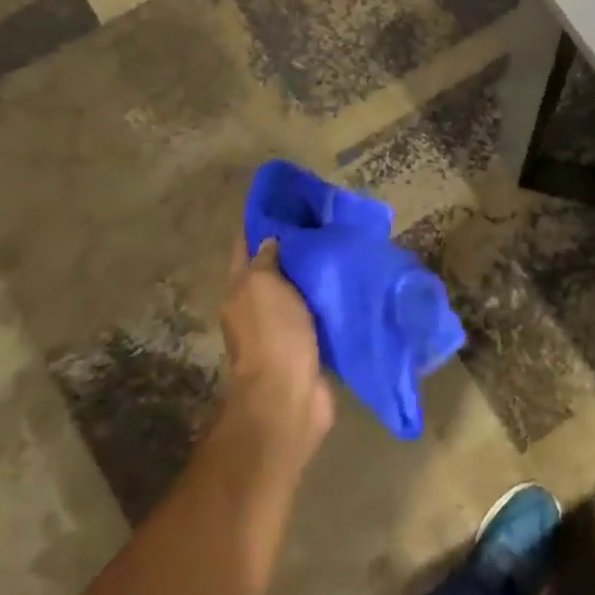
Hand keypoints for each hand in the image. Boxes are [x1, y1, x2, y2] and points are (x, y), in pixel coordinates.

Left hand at [218, 238, 332, 464]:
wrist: (290, 395)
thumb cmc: (273, 334)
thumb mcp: (262, 286)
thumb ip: (266, 260)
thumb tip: (272, 239)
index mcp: (241, 290)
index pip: (247, 246)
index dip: (262, 221)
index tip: (288, 199)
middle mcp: (259, 306)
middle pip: (275, 268)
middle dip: (296, 246)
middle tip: (327, 221)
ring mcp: (285, 328)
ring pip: (301, 291)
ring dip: (317, 274)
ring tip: (345, 247)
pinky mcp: (311, 344)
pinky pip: (321, 313)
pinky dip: (332, 299)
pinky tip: (353, 284)